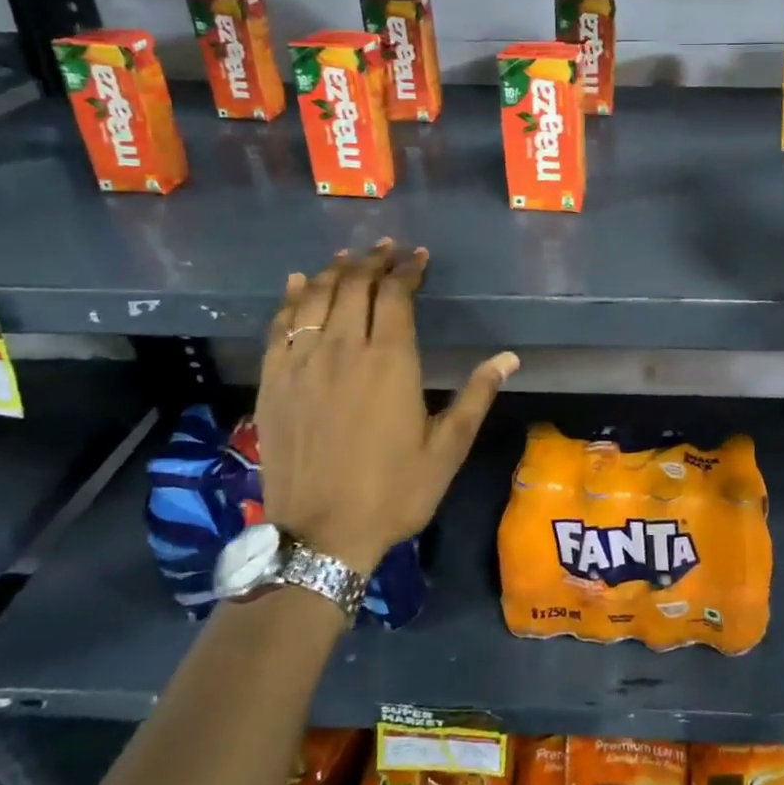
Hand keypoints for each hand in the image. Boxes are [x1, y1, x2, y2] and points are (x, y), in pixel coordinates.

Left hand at [253, 242, 518, 573]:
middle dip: (373, 261)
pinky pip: (279, 325)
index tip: (418, 256)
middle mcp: (344, 349)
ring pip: (316, 297)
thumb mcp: (447, 447)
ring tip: (350, 257)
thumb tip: (509, 357)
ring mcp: (302, 363)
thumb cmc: (394, 491)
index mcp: (390, 360)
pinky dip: (292, 297)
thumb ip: (477, 395)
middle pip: (355, 285)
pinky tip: (300, 283)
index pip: (397, 295)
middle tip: (387, 249)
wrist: (321, 535)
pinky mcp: (273, 381)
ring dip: (335, 271)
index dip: (408, 269)